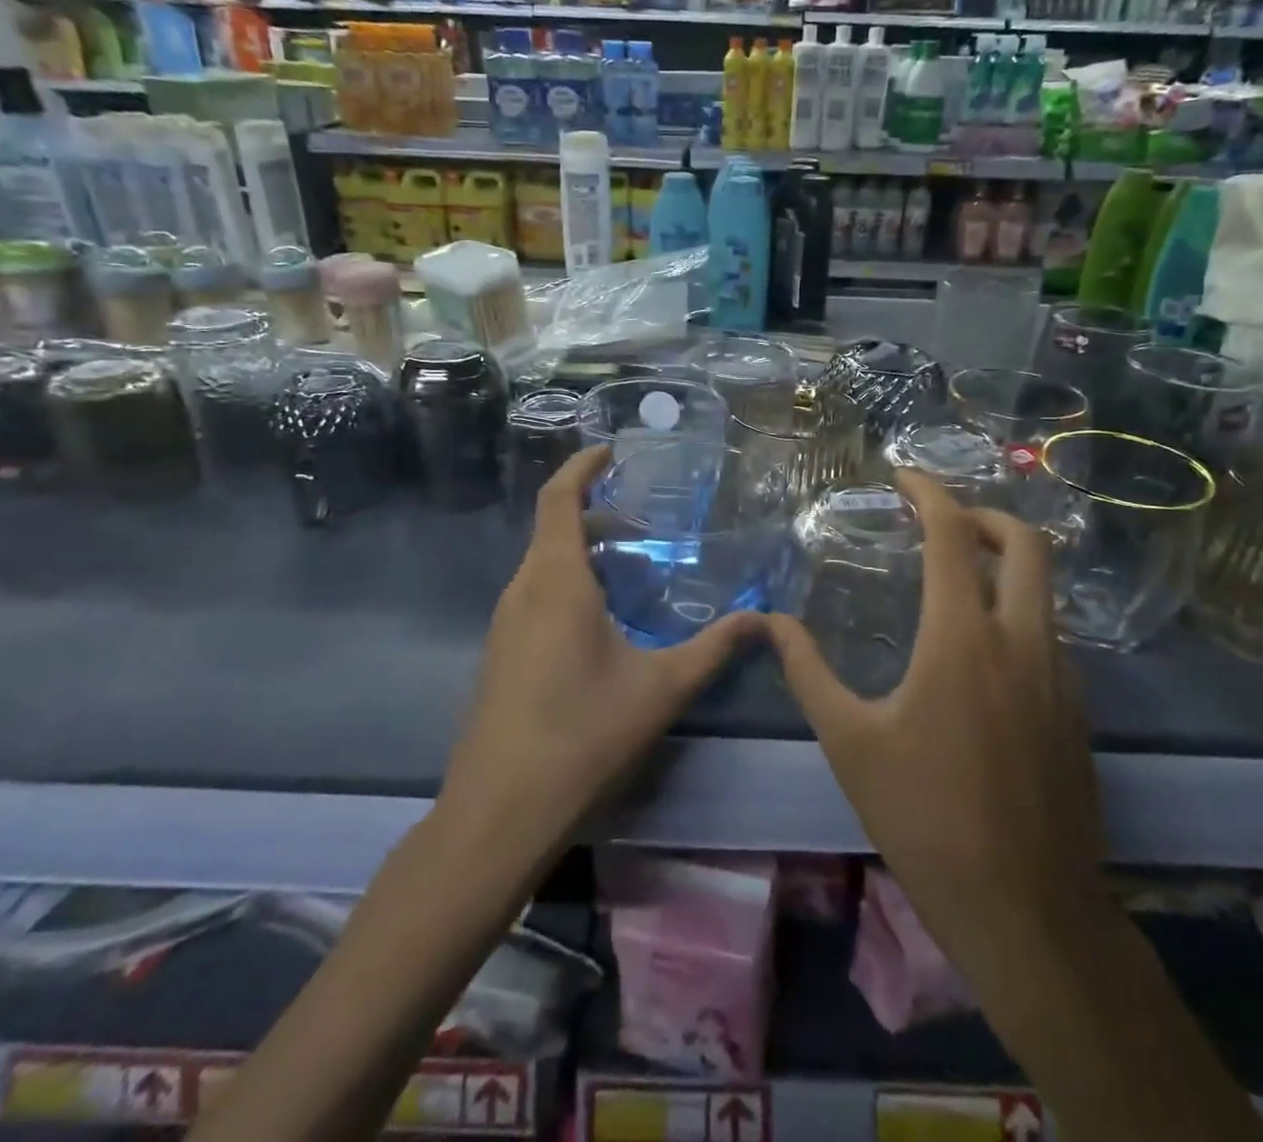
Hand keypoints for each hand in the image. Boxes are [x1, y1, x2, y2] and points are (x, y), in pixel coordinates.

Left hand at [439, 444, 763, 862]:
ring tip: (632, 563)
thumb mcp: (661, 688)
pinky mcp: (501, 654)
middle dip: (594, 511)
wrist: (499, 812)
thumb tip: (762, 619)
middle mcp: (523, 590)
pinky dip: (569, 583)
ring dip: (582, 550)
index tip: (610, 450)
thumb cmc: (583, 734)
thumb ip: (714, 648)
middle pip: (552, 529)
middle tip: (643, 516)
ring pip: (544, 565)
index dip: (581, 466)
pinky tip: (603, 619)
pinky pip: (536, 595)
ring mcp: (505, 624)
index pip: (558, 498)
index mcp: (555, 580)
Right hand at [768, 471, 1110, 959]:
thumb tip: (768, 622)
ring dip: (1004, 562)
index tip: (903, 476)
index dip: (929, 492)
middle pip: (1026, 542)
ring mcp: (1060, 675)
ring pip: (1044, 588)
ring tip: (954, 575)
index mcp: (962, 638)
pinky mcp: (1076, 710)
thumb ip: (807, 670)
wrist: (1027, 911)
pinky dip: (1016, 609)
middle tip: (940, 519)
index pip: (952, 535)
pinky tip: (979, 648)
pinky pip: (1049, 632)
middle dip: (983, 514)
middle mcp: (1022, 641)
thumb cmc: (925, 818)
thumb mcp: (850, 741)